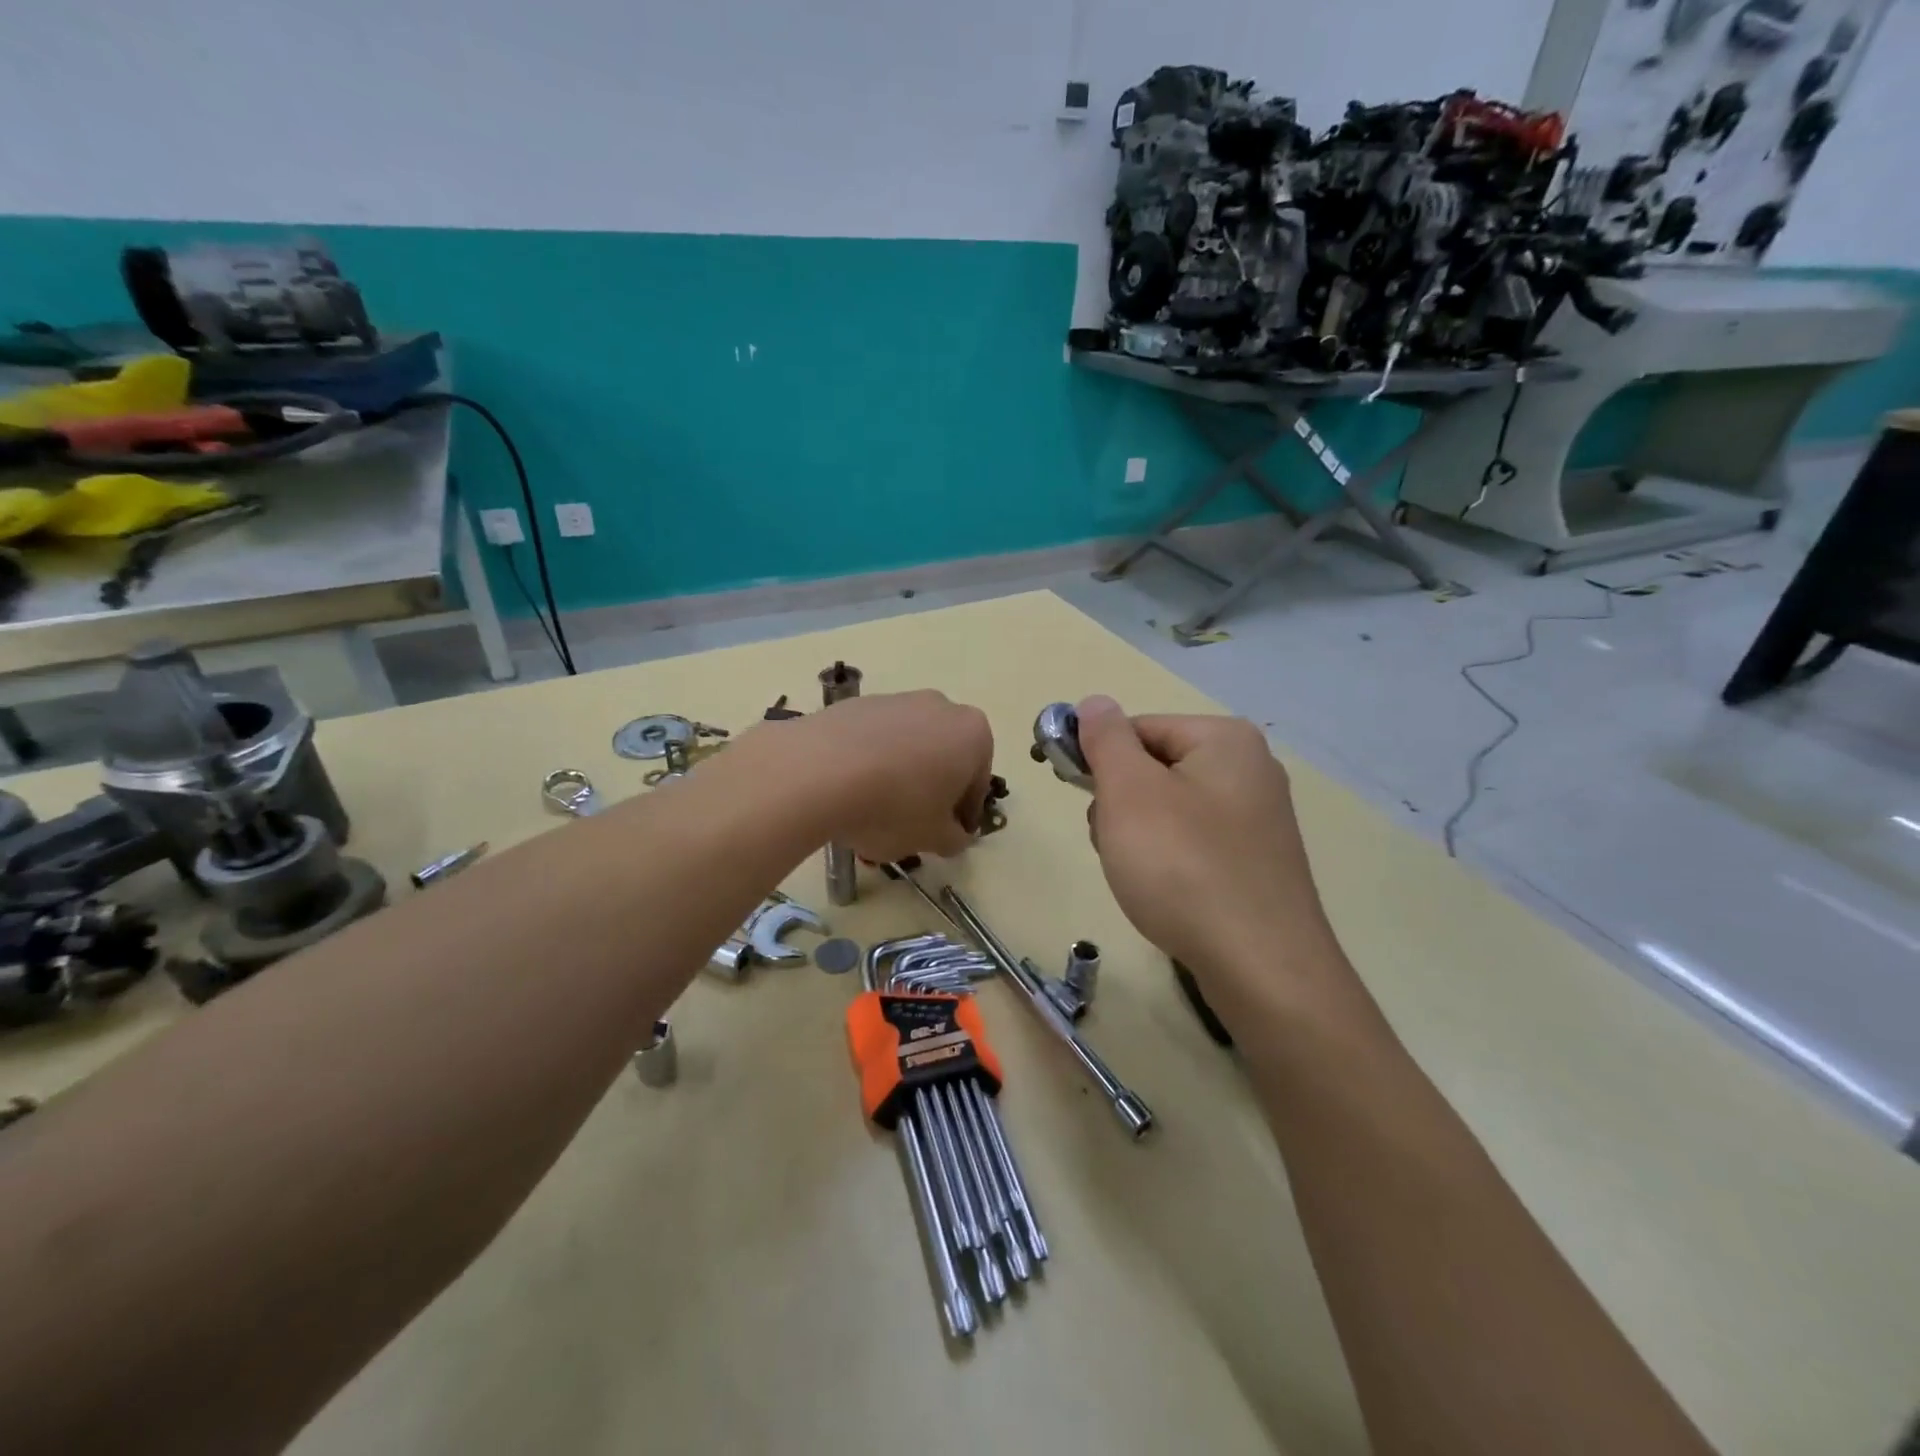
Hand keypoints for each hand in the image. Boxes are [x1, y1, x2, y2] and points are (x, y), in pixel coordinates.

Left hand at [792, 690, 993, 860]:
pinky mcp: (855, 704)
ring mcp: (895, 700)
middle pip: (943, 758)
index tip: (946, 837)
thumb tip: (953, 835)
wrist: (817, 771)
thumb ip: (954, 838)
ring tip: (871, 814)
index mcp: (972, 734)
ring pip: (907, 747)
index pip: (977, 783)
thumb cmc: (894, 806)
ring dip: (898, 777)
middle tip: (911, 826)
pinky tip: (848, 793)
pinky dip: (867, 763)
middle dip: (930, 791)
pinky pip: (872, 740)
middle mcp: (939, 707)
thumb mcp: (933, 838)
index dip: (963, 816)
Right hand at [1076, 696, 1344, 1014]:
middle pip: (1155, 768)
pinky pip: (1194, 843)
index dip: (1098, 759)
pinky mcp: (1257, 863)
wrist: (1260, 966)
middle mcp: (1250, 769)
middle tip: (1112, 841)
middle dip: (1120, 802)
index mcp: (1225, 739)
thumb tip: (1095, 702)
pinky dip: (1169, 860)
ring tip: (1138, 874)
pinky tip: (1164, 892)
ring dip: (1138, 834)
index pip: (1138, 727)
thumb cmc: (1183, 867)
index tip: (1077, 797)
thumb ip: (1105, 739)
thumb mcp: (1129, 792)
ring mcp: (1259, 819)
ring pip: (1170, 809)